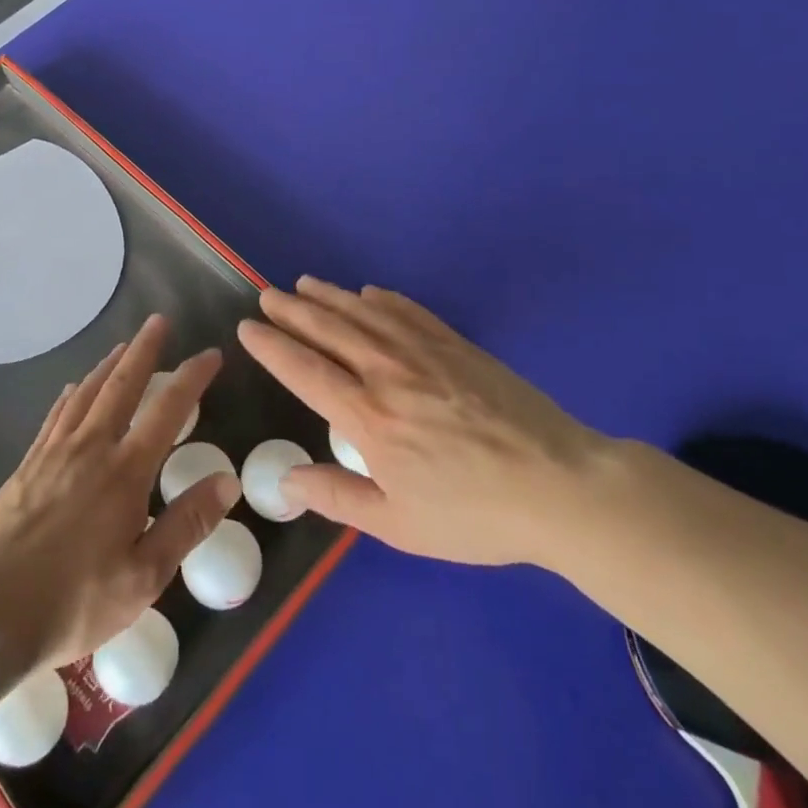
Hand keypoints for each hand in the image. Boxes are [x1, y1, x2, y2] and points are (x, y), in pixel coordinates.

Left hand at [0, 316, 237, 695]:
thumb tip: (227, 481)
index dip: (192, 378)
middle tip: (158, 321)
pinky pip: (55, 416)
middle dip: (144, 350)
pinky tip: (74, 389)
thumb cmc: (74, 600)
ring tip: (123, 347)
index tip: (210, 354)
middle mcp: (91, 448)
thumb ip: (186, 524)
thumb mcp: (143, 576)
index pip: (167, 410)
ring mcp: (54, 453)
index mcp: (125, 472)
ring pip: (86, 394)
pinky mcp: (27, 466)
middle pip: (122, 385)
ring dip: (108, 365)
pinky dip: (71, 395)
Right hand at [238, 277, 605, 569]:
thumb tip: (286, 481)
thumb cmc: (475, 514)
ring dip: (330, 296)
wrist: (559, 485)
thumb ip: (338, 497)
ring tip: (304, 283)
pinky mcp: (457, 345)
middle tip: (267, 294)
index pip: (305, 371)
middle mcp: (388, 373)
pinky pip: (409, 311)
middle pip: (329, 330)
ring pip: (365, 313)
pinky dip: (383, 299)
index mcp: (368, 418)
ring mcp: (425, 352)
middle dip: (293, 310)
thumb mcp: (400, 524)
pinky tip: (369, 292)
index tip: (248, 327)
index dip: (273, 346)